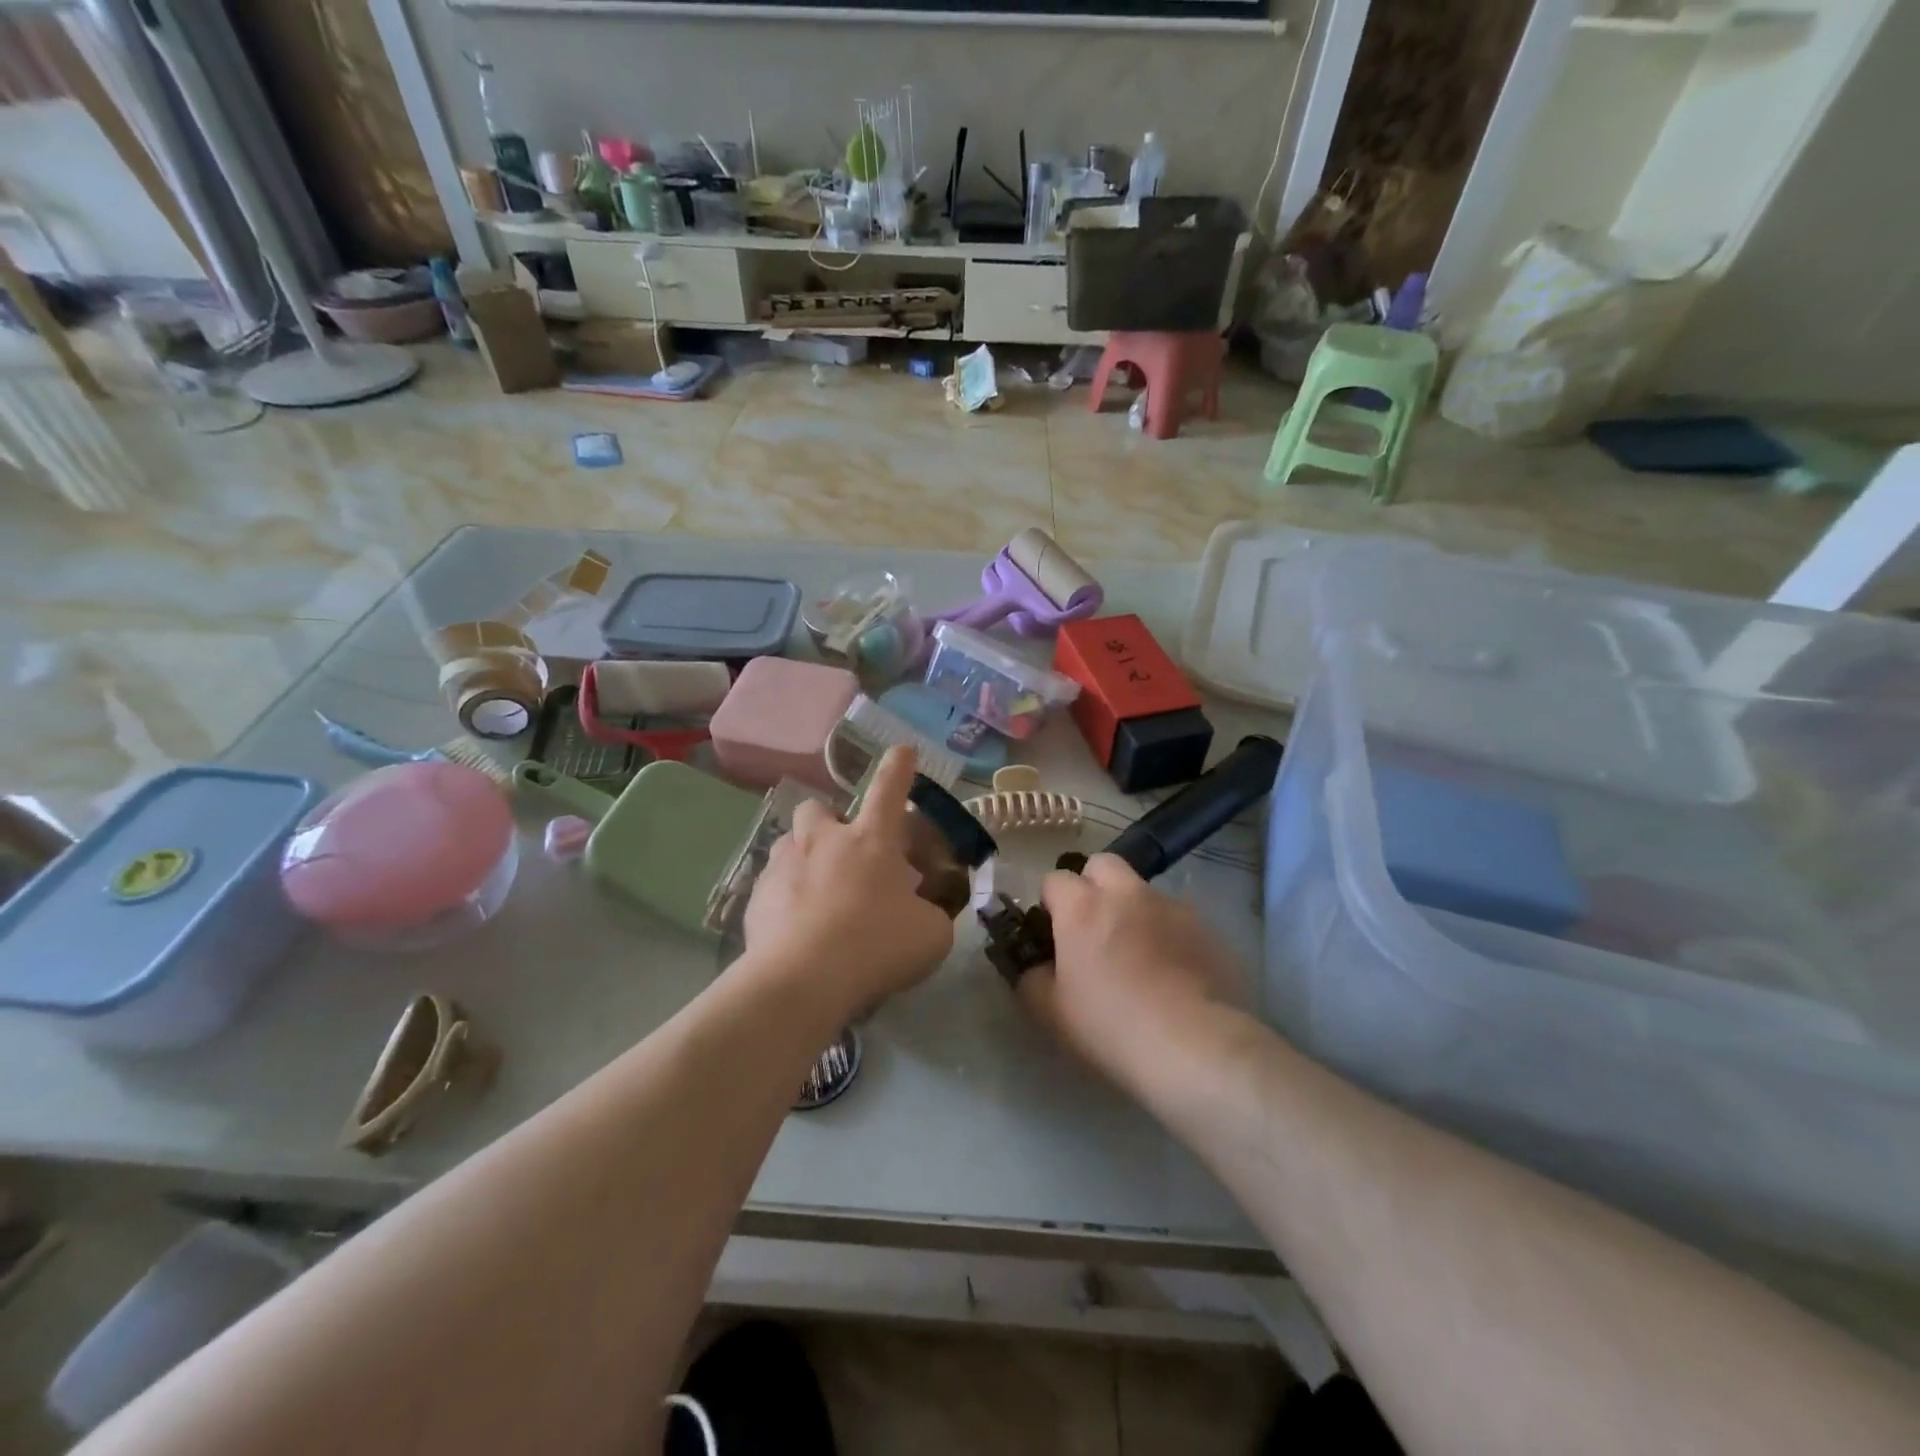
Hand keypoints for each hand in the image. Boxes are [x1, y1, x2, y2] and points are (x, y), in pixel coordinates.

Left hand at [741, 747, 956, 1015]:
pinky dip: (785, 898)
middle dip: (829, 820)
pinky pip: (771, 886)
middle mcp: (824, 841)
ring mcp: (784, 866)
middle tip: (844, 851)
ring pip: (788, 843)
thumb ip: (931, 915)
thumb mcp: (931, 935)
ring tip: (816, 891)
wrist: (803, 979)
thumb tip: (925, 914)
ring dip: (803, 857)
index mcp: (871, 840)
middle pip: (818, 808)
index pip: (889, 789)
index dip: (898, 767)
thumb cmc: (877, 946)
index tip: (902, 751)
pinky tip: (795, 928)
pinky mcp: (756, 898)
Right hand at [1016, 855, 1243, 1091]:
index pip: (1054, 879)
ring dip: (1132, 910)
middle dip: (1092, 885)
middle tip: (1093, 927)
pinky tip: (1172, 973)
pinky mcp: (1206, 927)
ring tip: (1138, 955)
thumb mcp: (1051, 1012)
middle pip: (1102, 864)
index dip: (1050, 903)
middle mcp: (1126, 893)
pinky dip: (1167, 934)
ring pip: (1142, 891)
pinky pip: (1176, 919)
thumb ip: (1033, 978)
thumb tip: (1038, 966)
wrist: (1196, 1046)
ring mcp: (1170, 906)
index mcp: (1082, 906)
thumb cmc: (1111, 1026)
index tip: (1053, 933)